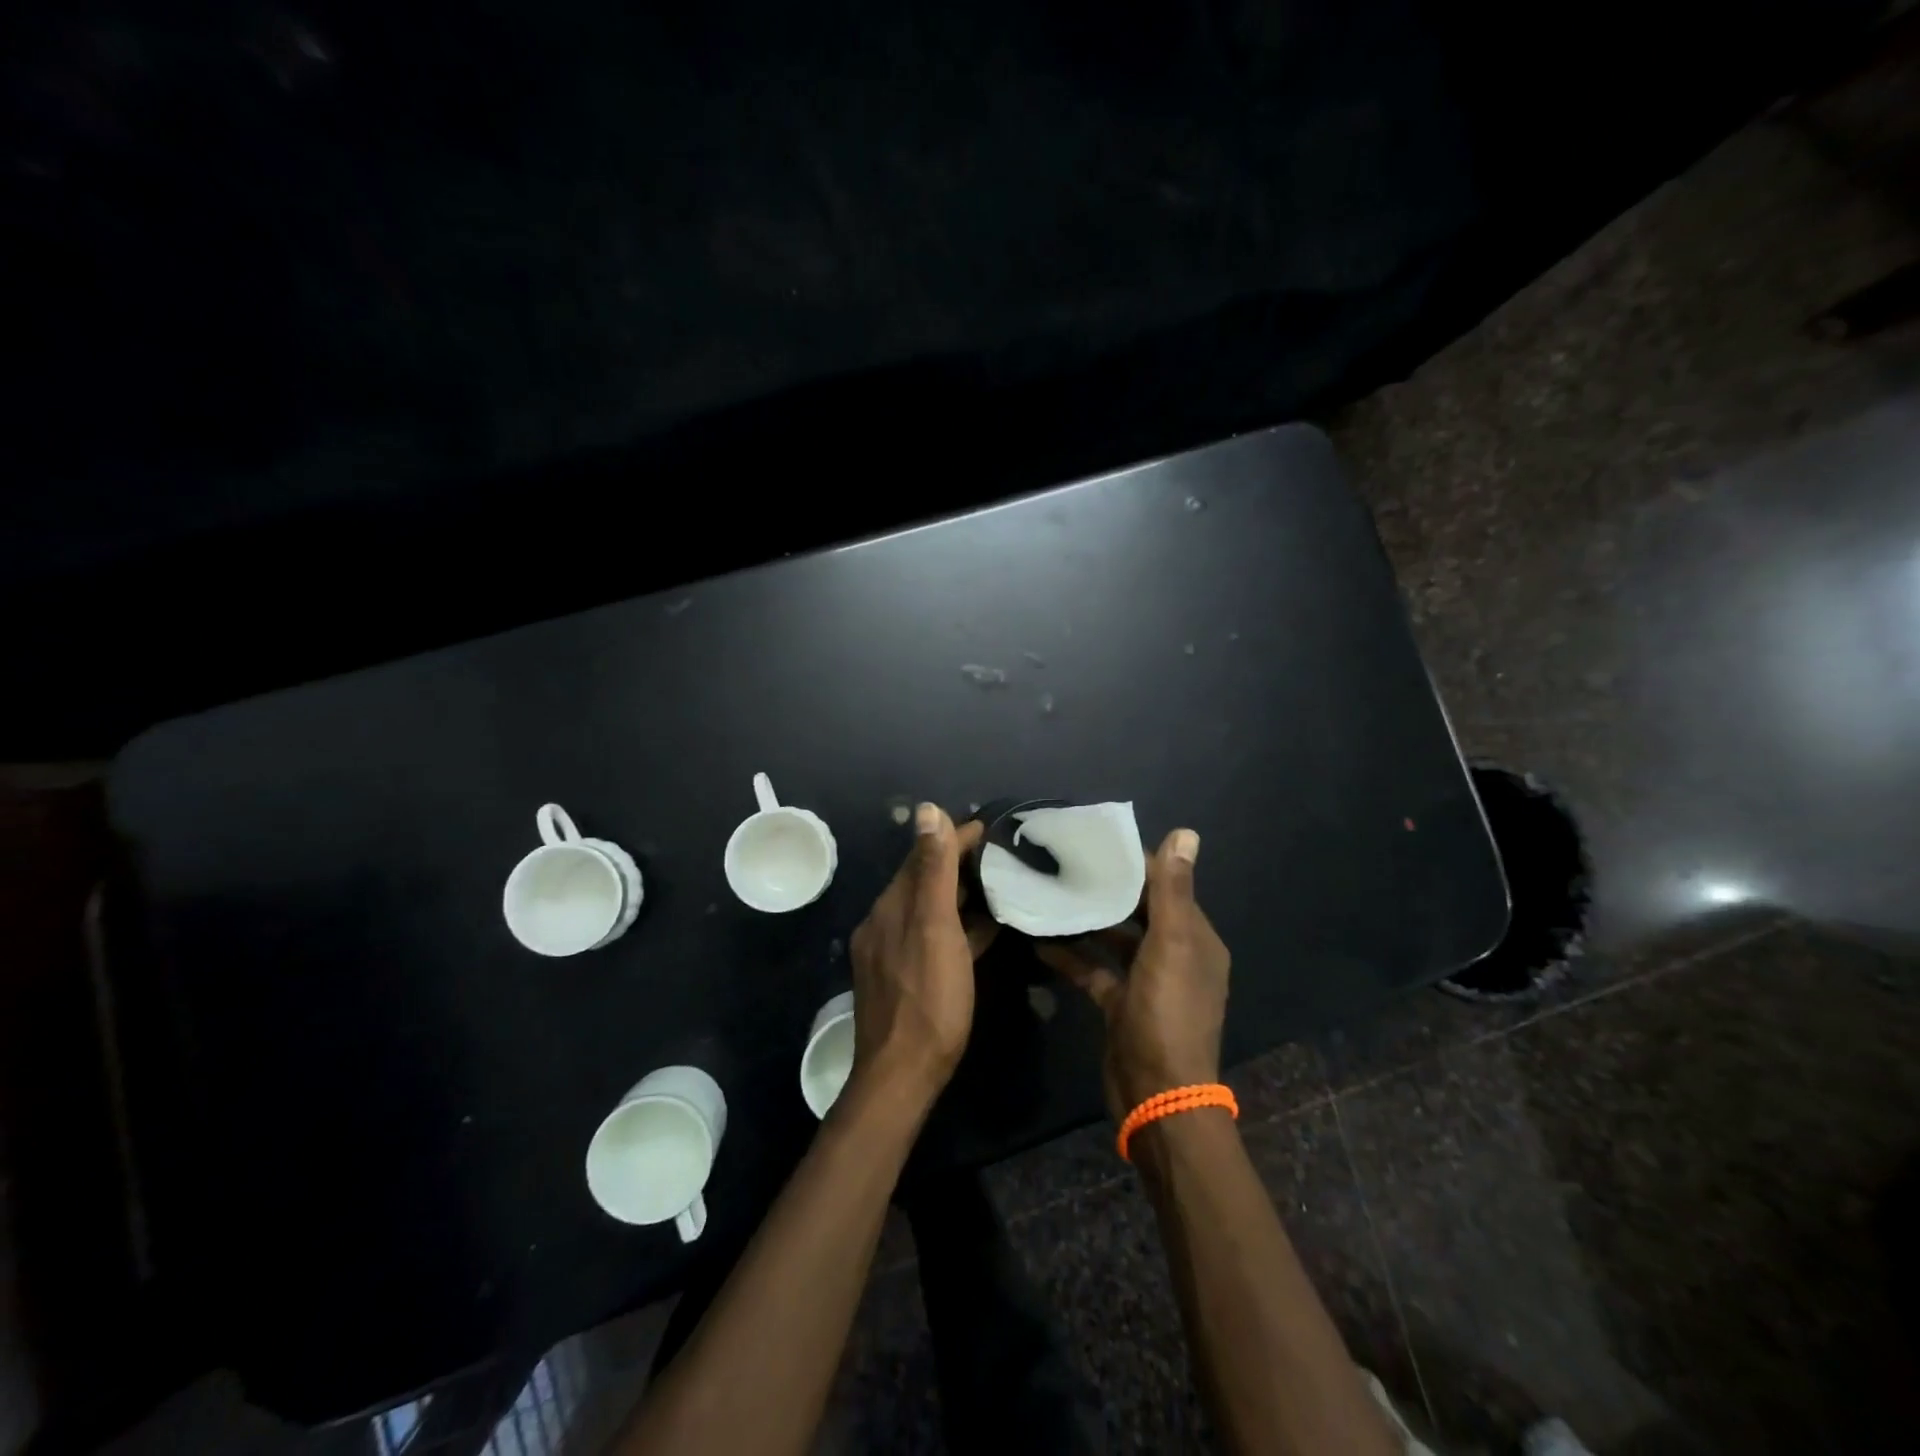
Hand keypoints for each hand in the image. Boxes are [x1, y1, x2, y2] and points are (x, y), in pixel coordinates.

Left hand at [846, 804, 994, 1109]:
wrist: (901, 1076)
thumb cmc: (927, 999)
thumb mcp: (934, 928)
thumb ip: (933, 871)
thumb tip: (927, 810)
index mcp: (891, 906)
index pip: (923, 855)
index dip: (954, 837)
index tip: (990, 828)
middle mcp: (886, 922)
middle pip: (924, 880)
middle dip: (958, 862)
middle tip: (1002, 854)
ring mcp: (893, 951)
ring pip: (931, 909)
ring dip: (961, 893)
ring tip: (1000, 884)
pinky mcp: (905, 976)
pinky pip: (934, 936)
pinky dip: (959, 925)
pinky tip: (986, 929)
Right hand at [1036, 828, 1228, 1120]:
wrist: (1157, 1095)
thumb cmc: (1167, 1013)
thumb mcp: (1172, 946)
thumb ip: (1173, 891)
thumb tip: (1186, 833)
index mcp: (1196, 939)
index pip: (1166, 887)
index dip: (1135, 864)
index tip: (1095, 842)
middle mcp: (1176, 956)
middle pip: (1138, 911)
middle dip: (1106, 889)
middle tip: (1063, 863)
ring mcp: (1147, 982)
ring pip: (1114, 940)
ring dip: (1087, 920)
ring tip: (1049, 893)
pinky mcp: (1121, 1004)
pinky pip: (1095, 970)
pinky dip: (1072, 956)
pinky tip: (1040, 940)